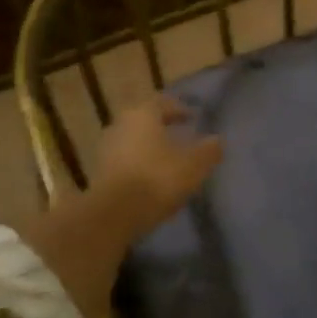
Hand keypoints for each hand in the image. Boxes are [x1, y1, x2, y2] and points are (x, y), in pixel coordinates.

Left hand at [93, 97, 222, 234]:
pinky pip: (125, 160)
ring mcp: (106, 149)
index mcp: (142, 114)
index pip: (163, 103)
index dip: (180, 109)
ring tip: (168, 159)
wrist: (113, 214)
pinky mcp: (99, 172)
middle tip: (181, 136)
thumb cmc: (157, 179)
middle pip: (145, 120)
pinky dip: (139, 163)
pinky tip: (152, 177)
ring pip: (134, 140)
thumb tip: (217, 140)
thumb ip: (209, 150)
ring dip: (150, 146)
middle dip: (163, 127)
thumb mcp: (194, 165)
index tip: (193, 118)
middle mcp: (121, 125)